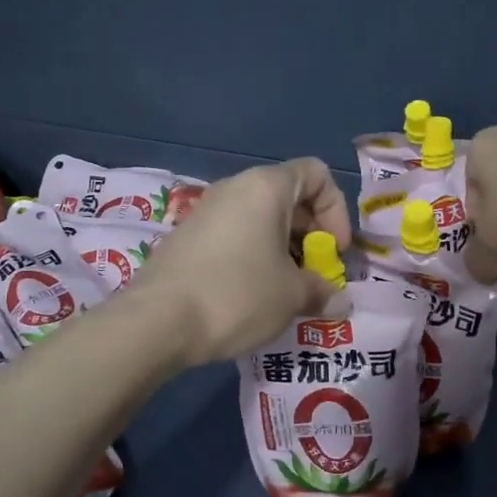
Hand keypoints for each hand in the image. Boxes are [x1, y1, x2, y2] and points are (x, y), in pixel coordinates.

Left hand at [127, 157, 351, 365]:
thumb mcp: (291, 296)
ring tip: (288, 292)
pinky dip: (254, 258)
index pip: (316, 174)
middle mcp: (235, 189)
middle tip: (316, 276)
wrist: (156, 322)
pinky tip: (254, 297)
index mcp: (266, 187)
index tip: (335, 251)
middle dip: (311, 236)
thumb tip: (341, 303)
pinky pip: (235, 237)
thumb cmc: (237, 295)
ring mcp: (206, 212)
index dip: (336, 210)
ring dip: (284, 251)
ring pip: (260, 220)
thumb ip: (322, 292)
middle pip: (289, 198)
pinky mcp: (187, 238)